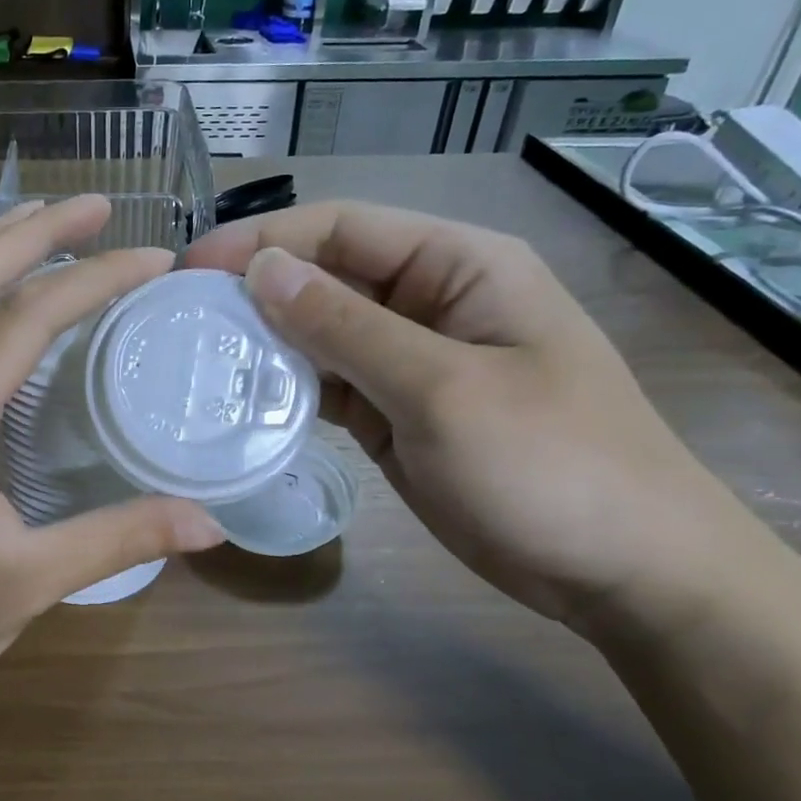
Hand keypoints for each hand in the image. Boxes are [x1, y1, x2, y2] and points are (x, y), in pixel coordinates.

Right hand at [183, 201, 760, 627]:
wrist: (621, 571)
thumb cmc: (551, 465)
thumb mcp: (442, 389)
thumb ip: (346, 328)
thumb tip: (261, 271)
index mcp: (457, 267)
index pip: (342, 229)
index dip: (262, 241)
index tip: (190, 270)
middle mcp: (428, 302)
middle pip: (325, 278)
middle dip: (254, 292)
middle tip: (178, 320)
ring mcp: (409, 362)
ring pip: (320, 334)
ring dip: (265, 343)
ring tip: (196, 359)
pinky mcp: (394, 414)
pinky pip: (329, 386)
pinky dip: (287, 390)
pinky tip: (240, 401)